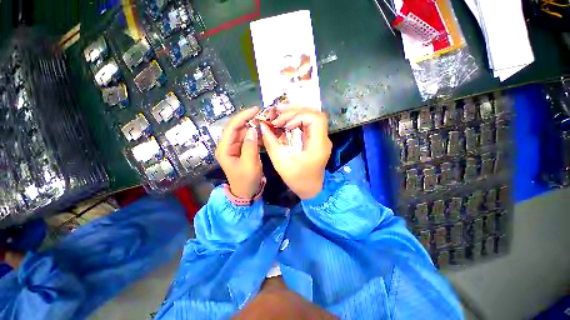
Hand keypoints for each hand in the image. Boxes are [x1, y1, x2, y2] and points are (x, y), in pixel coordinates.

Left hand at [216, 107, 262, 197]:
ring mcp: (235, 148)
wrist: (246, 192)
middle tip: (264, 116)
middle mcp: (227, 146)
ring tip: (266, 122)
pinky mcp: (242, 150)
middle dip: (250, 120)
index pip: (232, 127)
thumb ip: (250, 146)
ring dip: (254, 127)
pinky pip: (248, 139)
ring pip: (244, 132)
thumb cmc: (247, 180)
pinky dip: (256, 135)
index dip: (243, 116)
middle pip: (237, 128)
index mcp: (224, 149)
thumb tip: (252, 129)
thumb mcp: (250, 164)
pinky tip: (264, 132)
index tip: (256, 110)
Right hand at [260, 108, 331, 198]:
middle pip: (314, 114)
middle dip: (294, 111)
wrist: (311, 189)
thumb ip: (271, 142)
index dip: (299, 116)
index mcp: (318, 145)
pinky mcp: (316, 140)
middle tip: (277, 111)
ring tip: (279, 112)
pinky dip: (296, 119)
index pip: (315, 119)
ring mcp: (321, 138)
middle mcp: (323, 139)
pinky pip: (308, 124)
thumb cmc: (297, 179)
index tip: (285, 126)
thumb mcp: (281, 162)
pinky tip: (286, 120)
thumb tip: (262, 126)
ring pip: (311, 116)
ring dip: (295, 113)